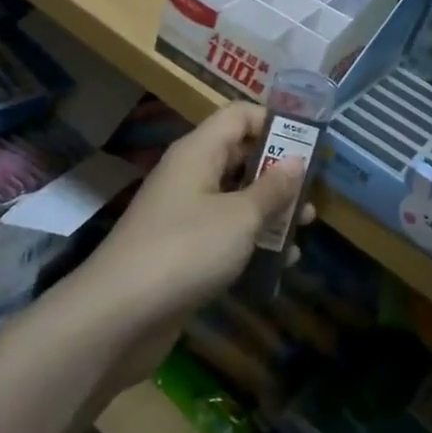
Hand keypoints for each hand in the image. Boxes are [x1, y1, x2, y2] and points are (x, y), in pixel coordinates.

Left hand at [78, 102, 311, 380]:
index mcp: (199, 152)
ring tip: (306, 228)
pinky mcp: (182, 251)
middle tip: (313, 191)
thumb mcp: (240, 217)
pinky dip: (251, 241)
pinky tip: (280, 262)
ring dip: (270, 210)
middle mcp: (190, 174)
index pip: (239, 116)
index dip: (274, 122)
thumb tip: (296, 160)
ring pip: (235, 198)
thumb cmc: (186, 250)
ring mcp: (184, 214)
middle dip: (278, 172)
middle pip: (240, 156)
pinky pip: (224, 233)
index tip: (309, 145)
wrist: (118, 316)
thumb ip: (272, 188)